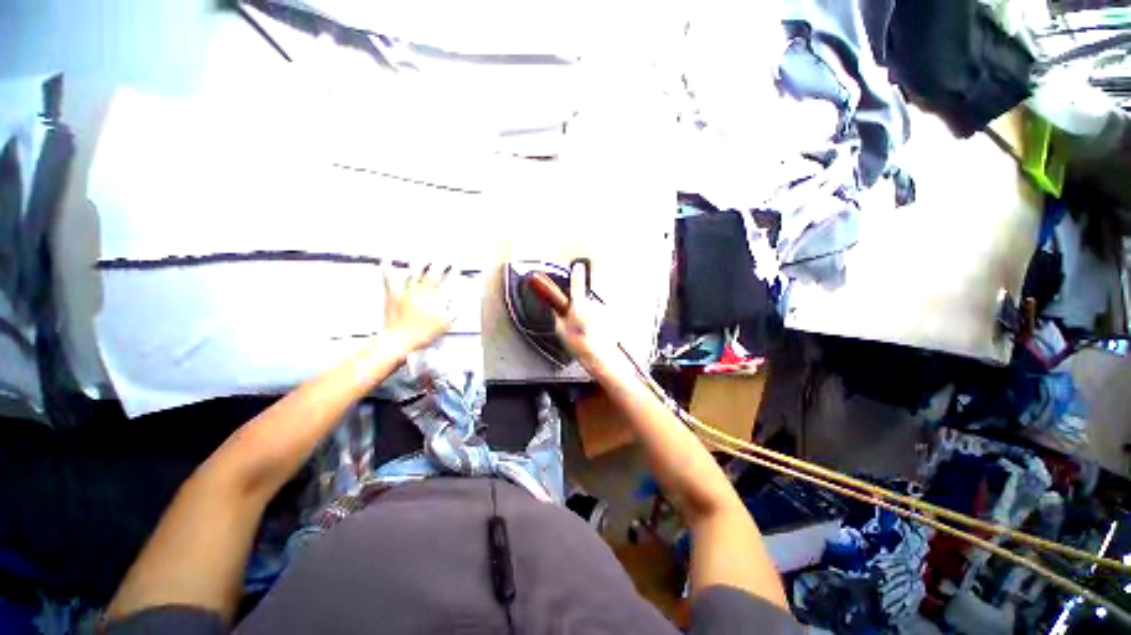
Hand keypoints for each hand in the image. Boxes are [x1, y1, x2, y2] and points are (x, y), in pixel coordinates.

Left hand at [382, 264, 455, 356]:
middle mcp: (421, 293)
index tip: (456, 266)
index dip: (452, 273)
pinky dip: (388, 270)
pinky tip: (386, 260)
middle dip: (439, 266)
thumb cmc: (422, 336)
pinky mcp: (393, 297)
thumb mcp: (444, 324)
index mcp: (434, 300)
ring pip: (414, 274)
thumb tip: (455, 299)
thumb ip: (451, 310)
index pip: (446, 282)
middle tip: (443, 259)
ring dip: (420, 265)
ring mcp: (406, 294)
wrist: (399, 342)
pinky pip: (390, 281)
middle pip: (431, 276)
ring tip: (424, 257)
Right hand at [551, 262, 628, 378]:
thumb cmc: (579, 345)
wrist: (599, 357)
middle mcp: (593, 306)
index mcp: (579, 307)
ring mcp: (604, 313)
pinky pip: (602, 318)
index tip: (578, 267)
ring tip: (587, 334)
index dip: (577, 275)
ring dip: (591, 319)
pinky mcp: (611, 319)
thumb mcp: (560, 330)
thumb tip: (557, 311)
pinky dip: (599, 324)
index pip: (577, 286)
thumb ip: (558, 316)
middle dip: (581, 311)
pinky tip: (596, 335)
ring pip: (595, 312)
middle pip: (585, 303)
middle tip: (578, 326)